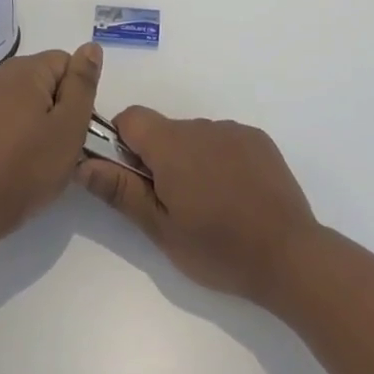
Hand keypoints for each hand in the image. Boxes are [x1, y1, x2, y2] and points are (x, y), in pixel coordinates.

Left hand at [0, 44, 102, 245]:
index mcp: (24, 69)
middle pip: (45, 78)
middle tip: (59, 145)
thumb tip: (91, 47)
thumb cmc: (27, 168)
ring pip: (26, 98)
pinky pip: (6, 113)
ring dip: (38, 120)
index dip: (78, 95)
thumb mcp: (69, 126)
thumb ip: (82, 83)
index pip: (67, 63)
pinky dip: (17, 130)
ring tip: (38, 156)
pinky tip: (16, 158)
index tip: (73, 127)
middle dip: (58, 107)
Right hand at [77, 108, 319, 305]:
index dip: (122, 142)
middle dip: (159, 158)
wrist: (290, 256)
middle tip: (172, 204)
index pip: (131, 118)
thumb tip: (83, 164)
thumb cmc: (218, 248)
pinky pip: (224, 140)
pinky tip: (235, 195)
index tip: (133, 177)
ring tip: (209, 205)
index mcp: (172, 145)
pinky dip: (219, 160)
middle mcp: (201, 126)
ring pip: (194, 136)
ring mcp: (233, 130)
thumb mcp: (161, 230)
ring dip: (190, 159)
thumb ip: (120, 191)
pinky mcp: (258, 140)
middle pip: (163, 129)